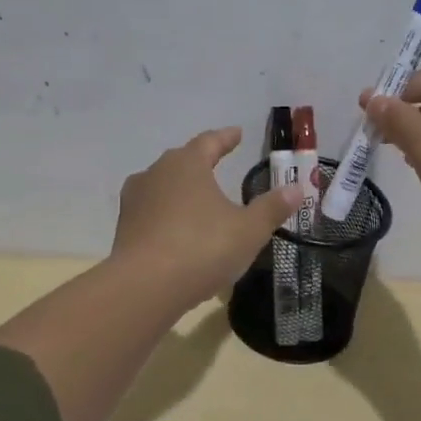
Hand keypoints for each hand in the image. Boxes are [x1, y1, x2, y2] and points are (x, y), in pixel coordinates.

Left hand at [111, 127, 303, 306]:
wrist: (144, 287)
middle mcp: (156, 173)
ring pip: (162, 185)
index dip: (226, 138)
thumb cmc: (202, 248)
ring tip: (198, 198)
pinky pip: (152, 212)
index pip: (209, 142)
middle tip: (217, 162)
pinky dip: (167, 214)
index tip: (237, 134)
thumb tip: (297, 188)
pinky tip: (177, 229)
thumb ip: (272, 208)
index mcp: (187, 164)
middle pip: (181, 160)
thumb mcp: (248, 230)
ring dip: (180, 189)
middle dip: (200, 161)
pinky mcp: (124, 228)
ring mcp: (135, 200)